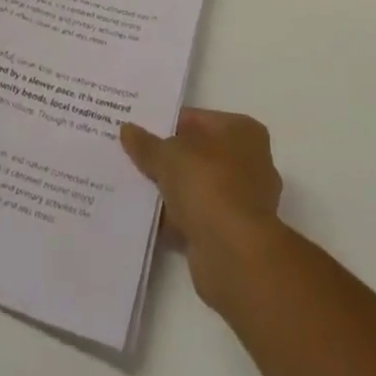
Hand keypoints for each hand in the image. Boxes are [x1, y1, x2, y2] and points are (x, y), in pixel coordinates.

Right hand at [121, 108, 283, 311]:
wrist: (234, 255)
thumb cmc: (208, 185)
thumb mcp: (168, 155)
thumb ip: (147, 144)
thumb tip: (127, 129)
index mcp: (242, 132)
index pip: (197, 119)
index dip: (167, 123)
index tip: (139, 128)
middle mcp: (248, 163)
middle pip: (197, 154)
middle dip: (168, 158)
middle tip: (131, 154)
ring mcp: (241, 202)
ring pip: (195, 187)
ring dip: (169, 190)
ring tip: (132, 183)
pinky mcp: (229, 235)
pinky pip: (193, 217)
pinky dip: (172, 218)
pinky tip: (142, 216)